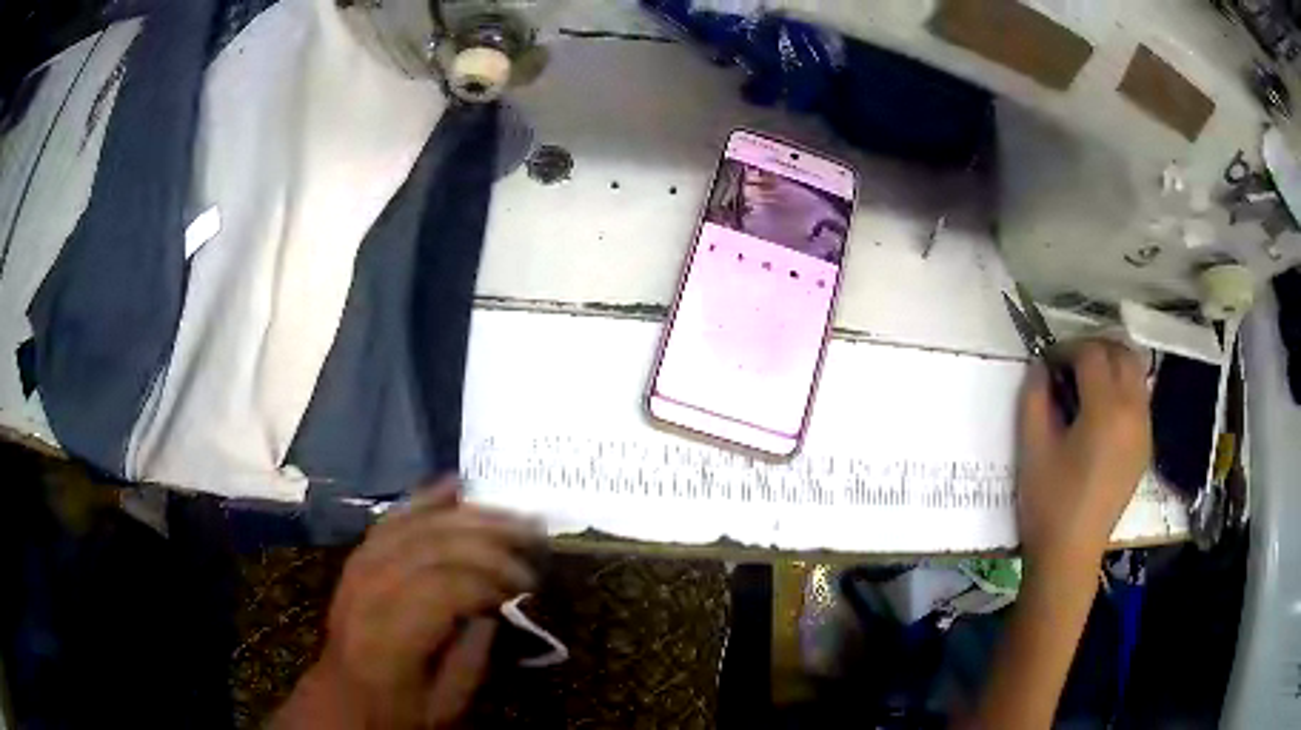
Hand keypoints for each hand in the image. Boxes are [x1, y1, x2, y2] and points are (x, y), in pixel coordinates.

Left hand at [275, 478, 541, 729]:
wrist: (344, 697)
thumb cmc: (398, 709)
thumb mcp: (446, 703)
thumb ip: (473, 654)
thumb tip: (498, 604)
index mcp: (391, 636)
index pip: (444, 587)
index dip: (490, 579)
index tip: (527, 585)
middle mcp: (370, 591)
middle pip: (432, 546)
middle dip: (488, 538)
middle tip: (532, 538)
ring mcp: (359, 569)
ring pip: (414, 526)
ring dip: (466, 516)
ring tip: (510, 513)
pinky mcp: (359, 559)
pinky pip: (392, 520)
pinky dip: (425, 501)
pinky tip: (455, 487)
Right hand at [1016, 340, 1150, 575]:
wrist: (1071, 554)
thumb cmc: (1048, 503)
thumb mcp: (1032, 447)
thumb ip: (1034, 397)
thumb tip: (1040, 367)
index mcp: (1106, 410)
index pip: (1092, 354)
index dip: (1066, 349)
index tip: (1046, 363)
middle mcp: (1133, 411)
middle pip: (1122, 352)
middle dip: (1094, 348)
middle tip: (1068, 366)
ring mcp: (1144, 429)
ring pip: (1136, 372)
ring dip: (1112, 365)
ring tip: (1086, 384)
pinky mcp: (1145, 446)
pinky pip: (1140, 398)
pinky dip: (1123, 388)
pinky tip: (1102, 412)